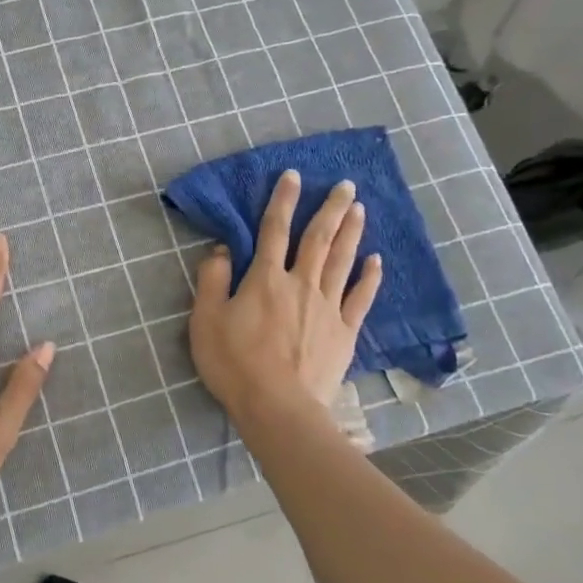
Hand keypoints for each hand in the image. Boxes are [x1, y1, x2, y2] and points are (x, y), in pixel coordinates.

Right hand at [189, 171, 382, 423]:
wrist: (277, 407)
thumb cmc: (234, 363)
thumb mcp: (206, 320)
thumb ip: (213, 280)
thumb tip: (221, 249)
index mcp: (265, 279)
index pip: (273, 230)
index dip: (283, 201)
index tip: (294, 176)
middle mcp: (300, 284)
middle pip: (318, 239)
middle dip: (331, 209)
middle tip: (346, 184)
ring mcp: (327, 307)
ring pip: (342, 261)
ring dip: (351, 232)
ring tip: (361, 209)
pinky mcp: (344, 332)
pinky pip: (360, 298)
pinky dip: (369, 277)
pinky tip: (376, 260)